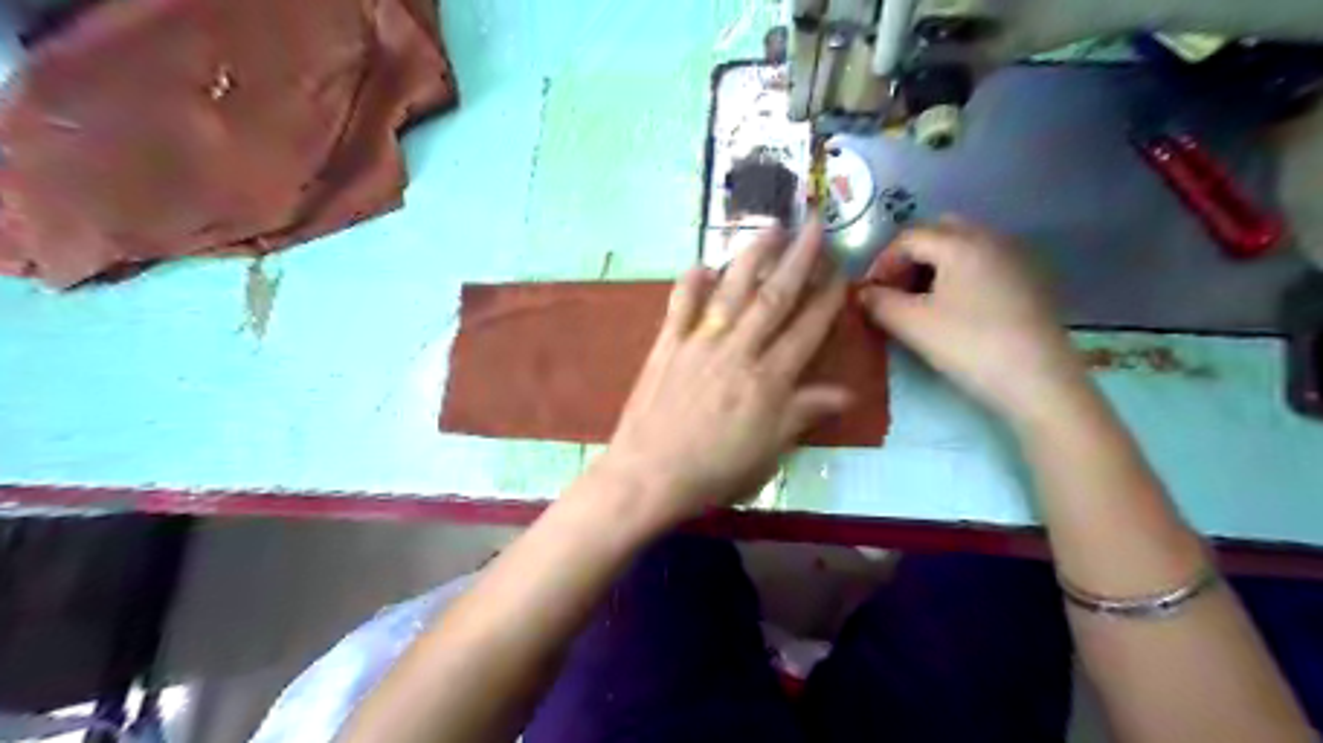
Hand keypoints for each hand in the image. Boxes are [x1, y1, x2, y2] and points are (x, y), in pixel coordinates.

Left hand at [598, 223, 846, 531]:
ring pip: (731, 290)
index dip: (826, 299)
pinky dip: (691, 282)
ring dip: (752, 256)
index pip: (806, 330)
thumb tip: (849, 393)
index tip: (840, 271)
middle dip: (798, 260)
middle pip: (773, 297)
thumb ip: (804, 414)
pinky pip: (681, 306)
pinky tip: (702, 264)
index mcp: (768, 379)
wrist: (649, 475)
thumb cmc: (715, 470)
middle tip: (815, 226)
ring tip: (770, 227)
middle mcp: (737, 350)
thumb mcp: (770, 451)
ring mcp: (699, 343)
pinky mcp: (667, 345)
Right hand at [860, 219, 1083, 424]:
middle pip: (939, 232)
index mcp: (960, 242)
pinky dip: (958, 275)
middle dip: (910, 257)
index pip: (908, 237)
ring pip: (963, 247)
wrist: (1037, 380)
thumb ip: (878, 303)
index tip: (868, 294)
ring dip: (934, 266)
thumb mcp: (912, 325)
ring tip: (918, 301)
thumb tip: (862, 293)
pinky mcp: (1028, 281)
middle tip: (894, 290)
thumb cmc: (968, 345)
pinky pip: (983, 263)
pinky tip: (951, 308)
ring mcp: (1014, 258)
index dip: (881, 262)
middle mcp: (990, 238)